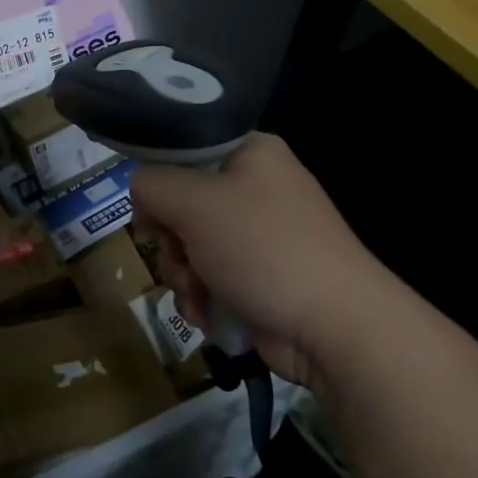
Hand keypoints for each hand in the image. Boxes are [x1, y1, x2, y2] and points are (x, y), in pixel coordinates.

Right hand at [130, 133, 403, 386]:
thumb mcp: (194, 203)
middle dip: (170, 240)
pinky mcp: (256, 277)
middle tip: (180, 256)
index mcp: (250, 153)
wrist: (334, 327)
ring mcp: (256, 236)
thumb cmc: (264, 249)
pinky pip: (207, 277)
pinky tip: (209, 313)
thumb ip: (151, 184)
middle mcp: (253, 188)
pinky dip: (201, 297)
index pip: (181, 150)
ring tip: (198, 293)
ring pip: (188, 246)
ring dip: (182, 275)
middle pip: (179, 204)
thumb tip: (142, 196)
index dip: (159, 181)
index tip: (152, 212)